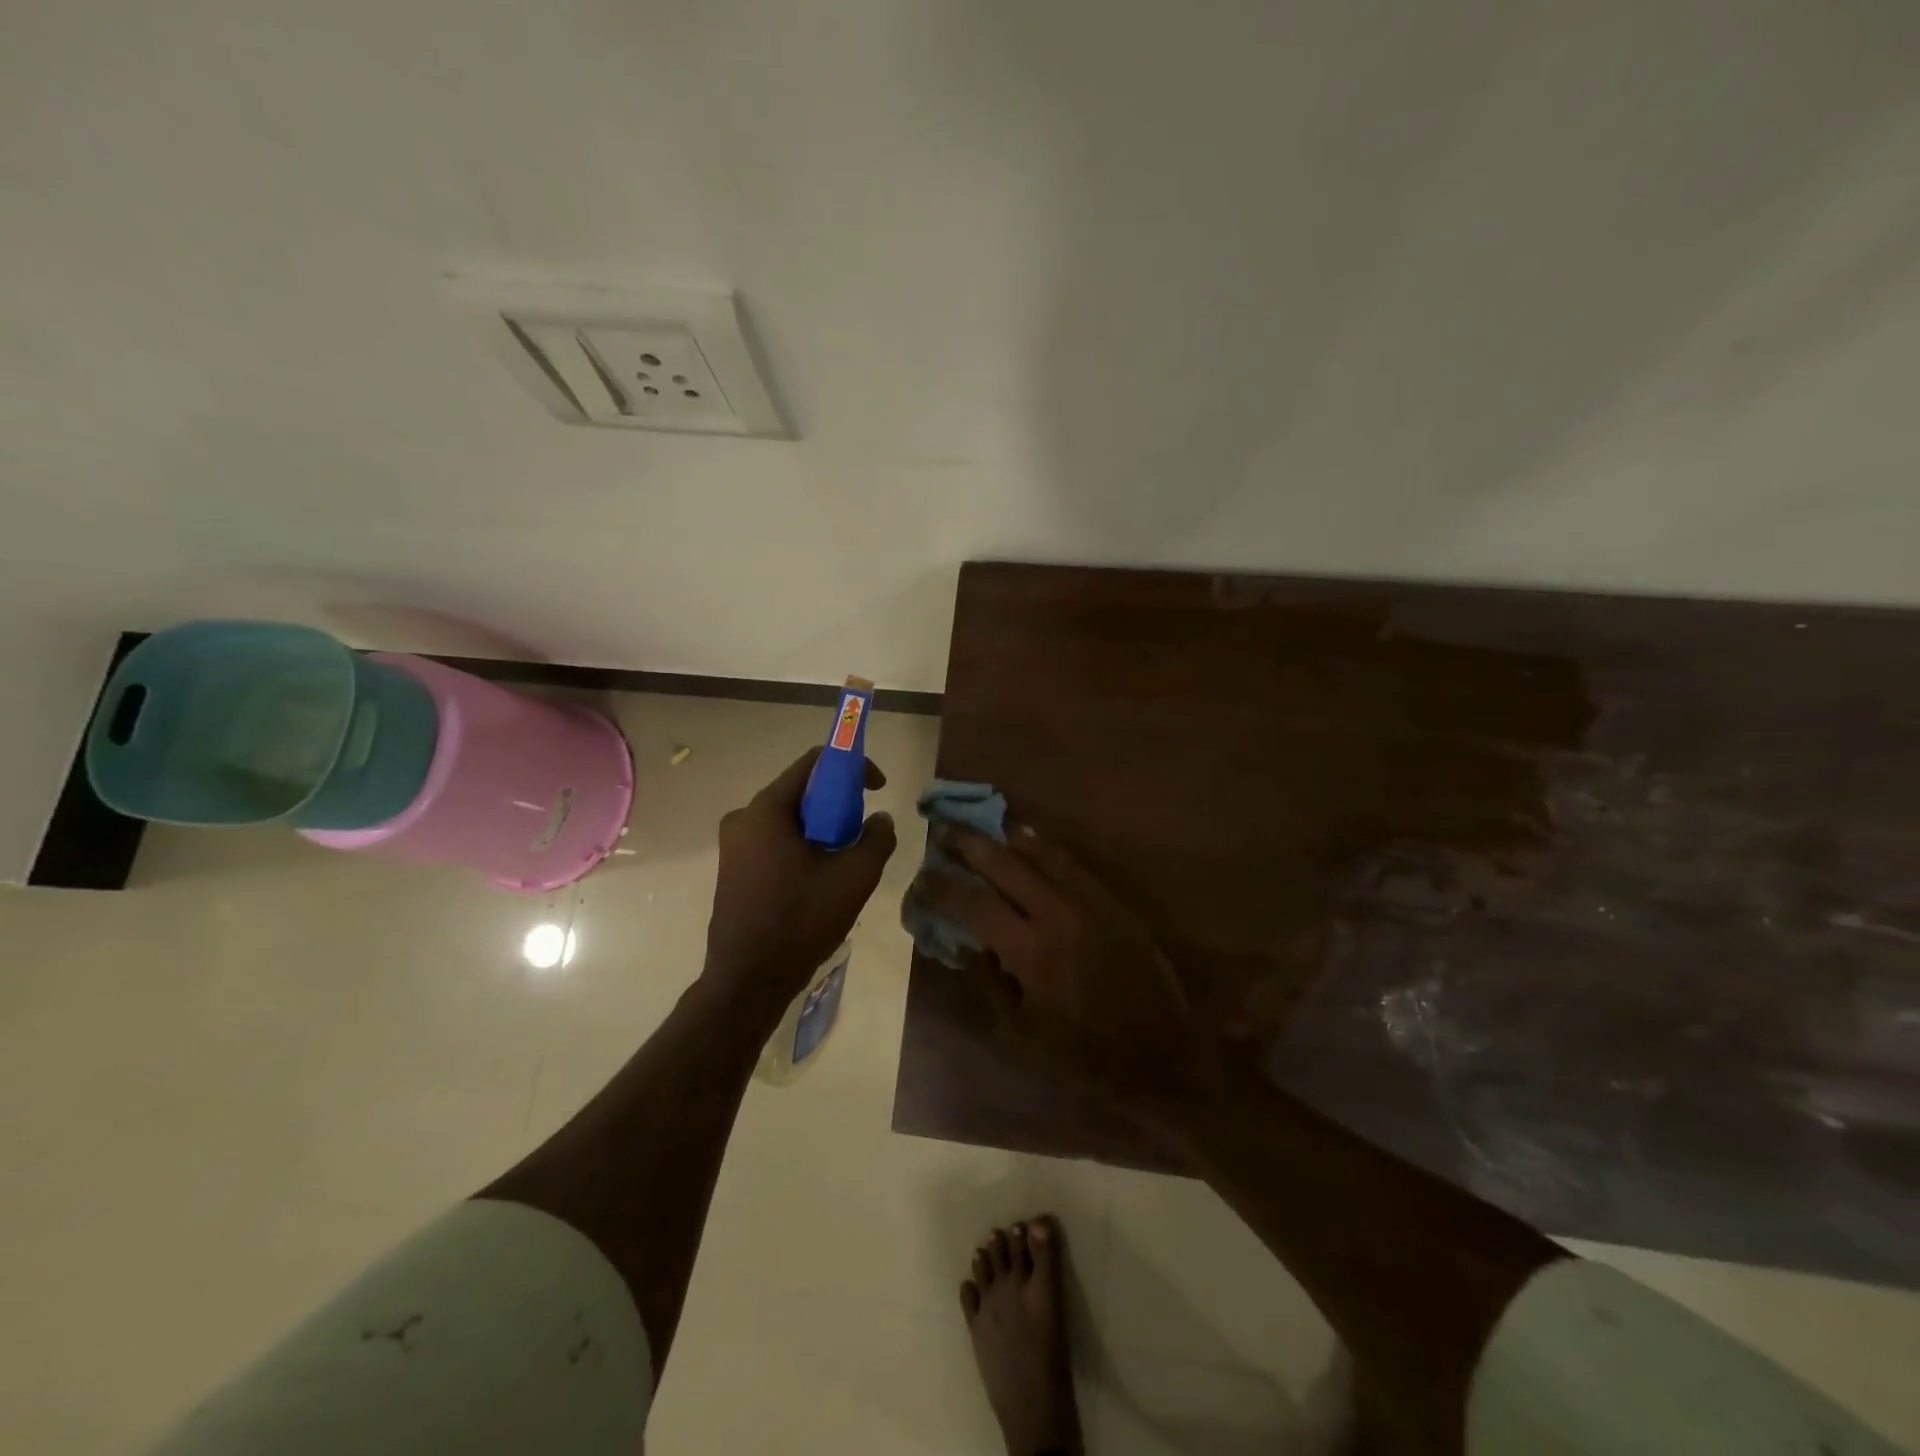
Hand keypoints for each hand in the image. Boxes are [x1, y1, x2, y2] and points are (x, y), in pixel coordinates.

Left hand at [704, 749, 896, 1007]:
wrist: (748, 980)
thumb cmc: (801, 921)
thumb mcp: (854, 877)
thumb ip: (876, 838)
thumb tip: (880, 819)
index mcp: (766, 809)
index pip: (814, 762)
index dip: (852, 765)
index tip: (878, 788)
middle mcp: (744, 817)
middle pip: (800, 790)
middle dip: (838, 801)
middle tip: (862, 828)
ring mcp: (734, 844)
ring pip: (789, 818)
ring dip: (821, 826)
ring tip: (846, 857)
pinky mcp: (733, 868)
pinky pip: (775, 840)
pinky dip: (802, 844)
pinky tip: (820, 876)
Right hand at [907, 823, 1225, 1115]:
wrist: (1165, 1058)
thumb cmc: (1086, 1058)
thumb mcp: (1022, 1035)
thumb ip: (989, 983)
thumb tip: (967, 942)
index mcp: (1031, 952)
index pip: (972, 905)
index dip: (940, 888)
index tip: (920, 878)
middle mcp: (1058, 914)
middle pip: (1003, 864)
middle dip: (967, 844)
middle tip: (942, 831)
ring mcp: (1090, 902)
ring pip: (1040, 852)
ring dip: (1004, 836)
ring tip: (981, 826)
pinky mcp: (1113, 901)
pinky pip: (1072, 862)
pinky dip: (1044, 846)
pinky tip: (1027, 839)